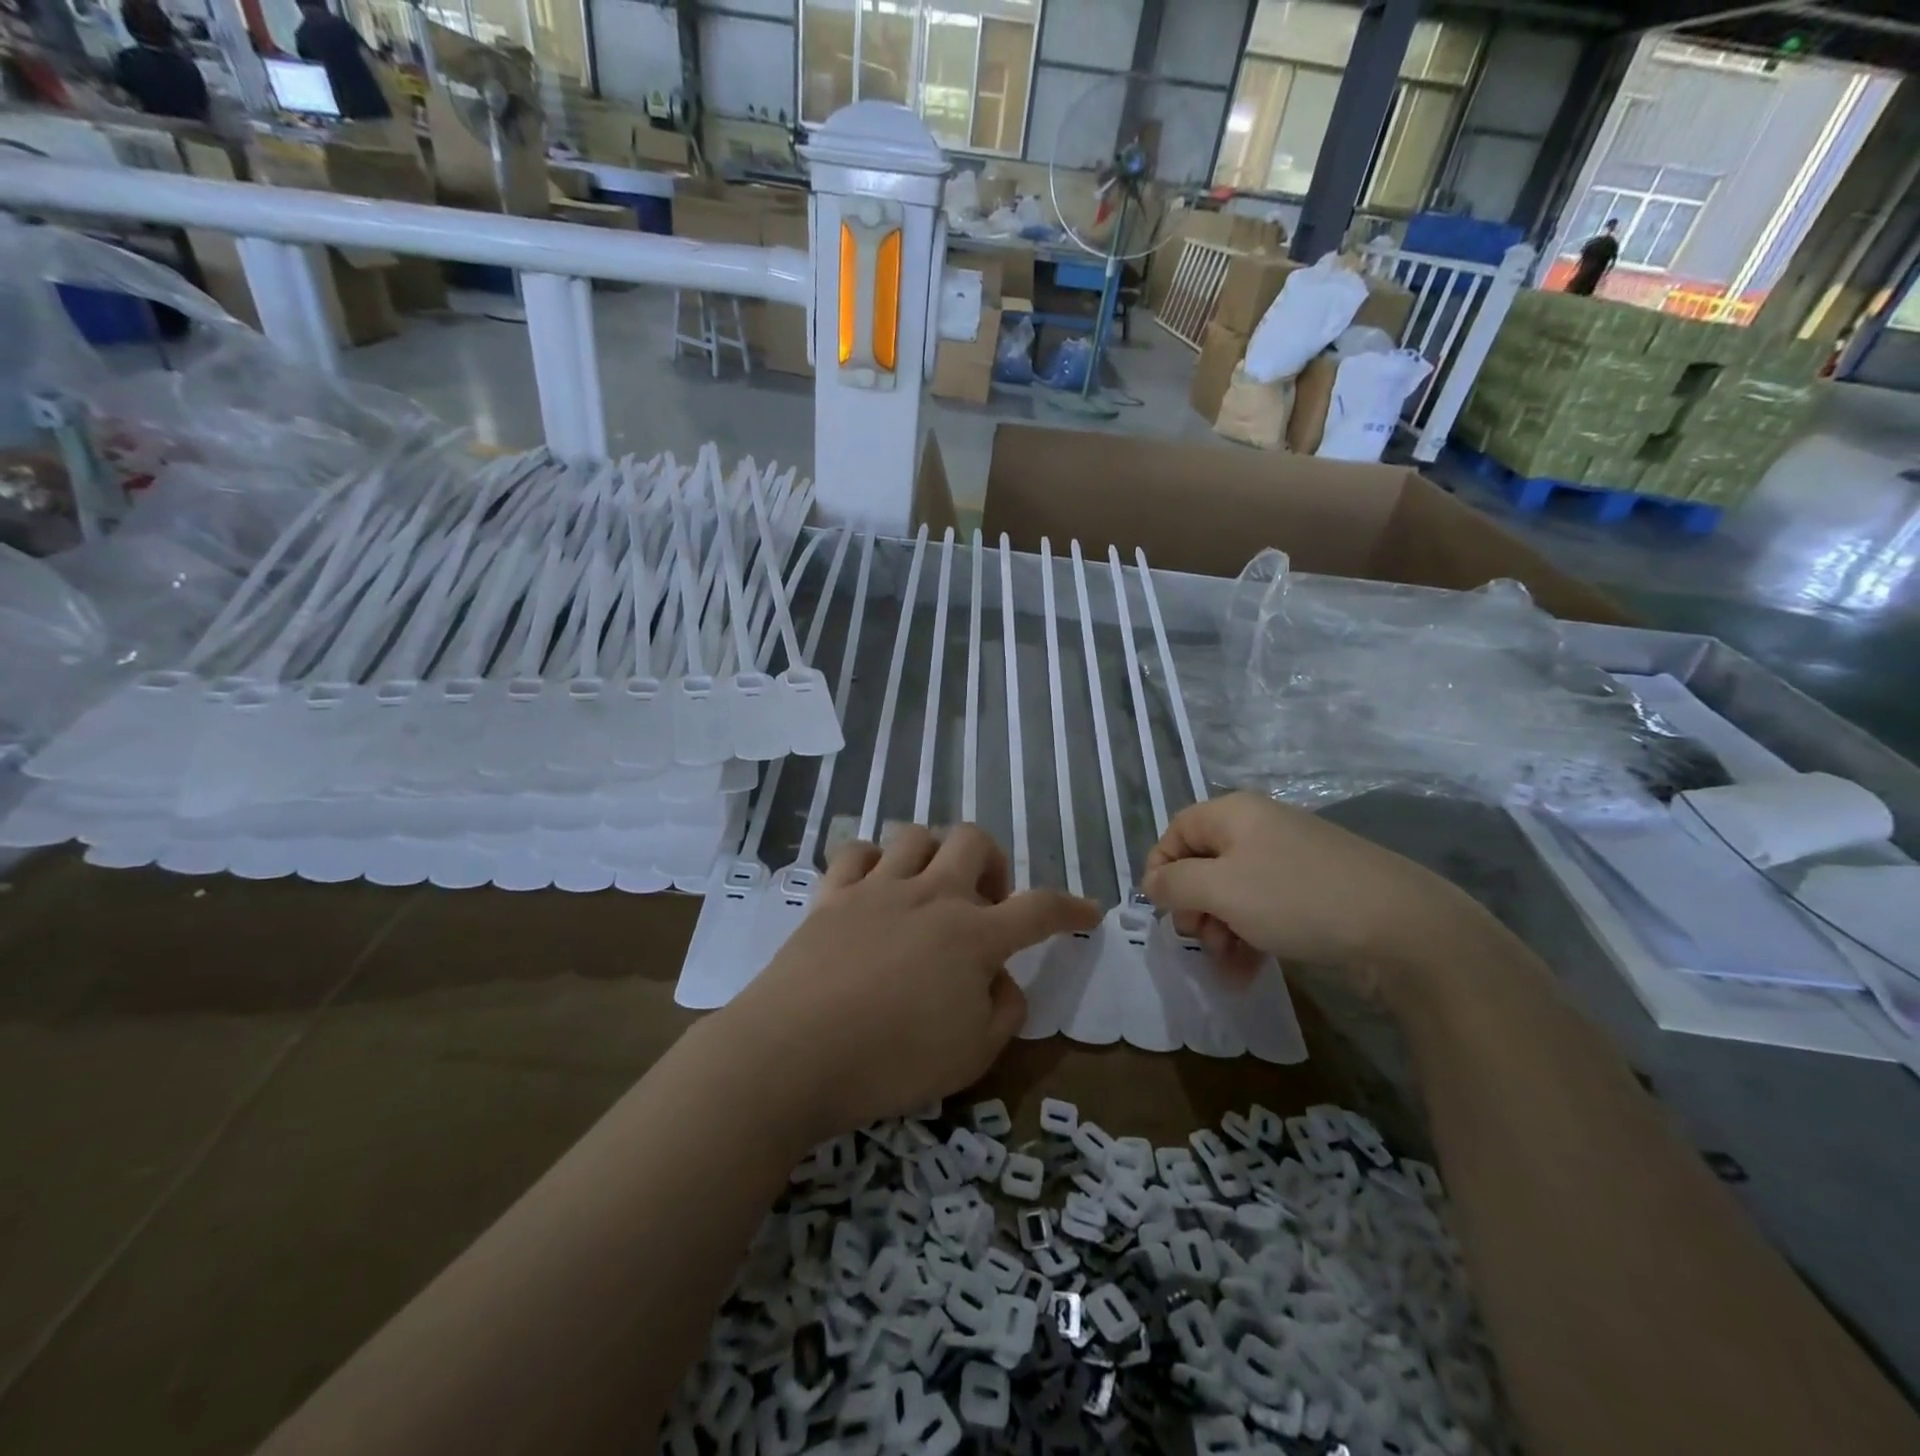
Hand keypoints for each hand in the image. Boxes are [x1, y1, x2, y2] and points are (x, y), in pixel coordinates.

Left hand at [720, 824, 1098, 1140]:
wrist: (793, 1054)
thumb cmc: (891, 1062)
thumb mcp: (971, 1056)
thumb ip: (1003, 1011)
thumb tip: (1002, 979)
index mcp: (972, 935)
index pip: (1039, 909)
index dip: (1070, 908)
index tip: (1088, 911)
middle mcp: (930, 896)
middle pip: (973, 840)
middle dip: (992, 861)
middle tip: (985, 903)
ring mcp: (877, 888)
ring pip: (915, 834)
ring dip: (933, 853)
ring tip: (929, 889)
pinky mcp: (831, 895)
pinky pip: (856, 852)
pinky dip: (871, 861)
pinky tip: (873, 887)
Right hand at [1143, 791, 1464, 976]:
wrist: (1404, 927)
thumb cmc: (1296, 898)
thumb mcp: (1220, 890)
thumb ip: (1174, 884)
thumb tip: (1152, 883)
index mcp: (1234, 813)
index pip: (1176, 831)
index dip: (1160, 869)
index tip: (1162, 911)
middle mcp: (1261, 828)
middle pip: (1204, 863)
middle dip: (1194, 906)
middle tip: (1201, 940)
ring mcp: (1292, 859)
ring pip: (1234, 891)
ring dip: (1221, 929)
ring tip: (1229, 964)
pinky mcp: (1316, 890)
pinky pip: (1266, 907)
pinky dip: (1251, 935)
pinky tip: (1250, 971)